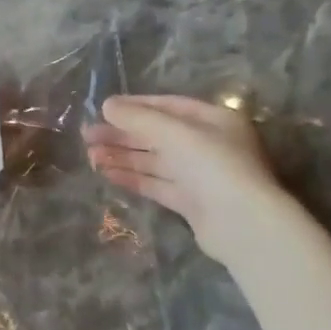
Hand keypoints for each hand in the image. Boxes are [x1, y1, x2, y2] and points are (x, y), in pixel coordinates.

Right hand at [84, 94, 290, 266]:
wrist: (243, 224)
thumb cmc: (214, 166)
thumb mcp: (175, 133)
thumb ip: (139, 118)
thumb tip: (107, 105)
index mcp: (214, 120)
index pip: (168, 106)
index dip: (135, 106)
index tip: (103, 109)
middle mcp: (208, 145)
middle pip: (157, 134)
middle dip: (122, 134)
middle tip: (87, 135)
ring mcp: (200, 175)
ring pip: (154, 160)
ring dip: (122, 156)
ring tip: (90, 155)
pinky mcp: (191, 202)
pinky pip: (156, 183)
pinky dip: (132, 177)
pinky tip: (107, 173)